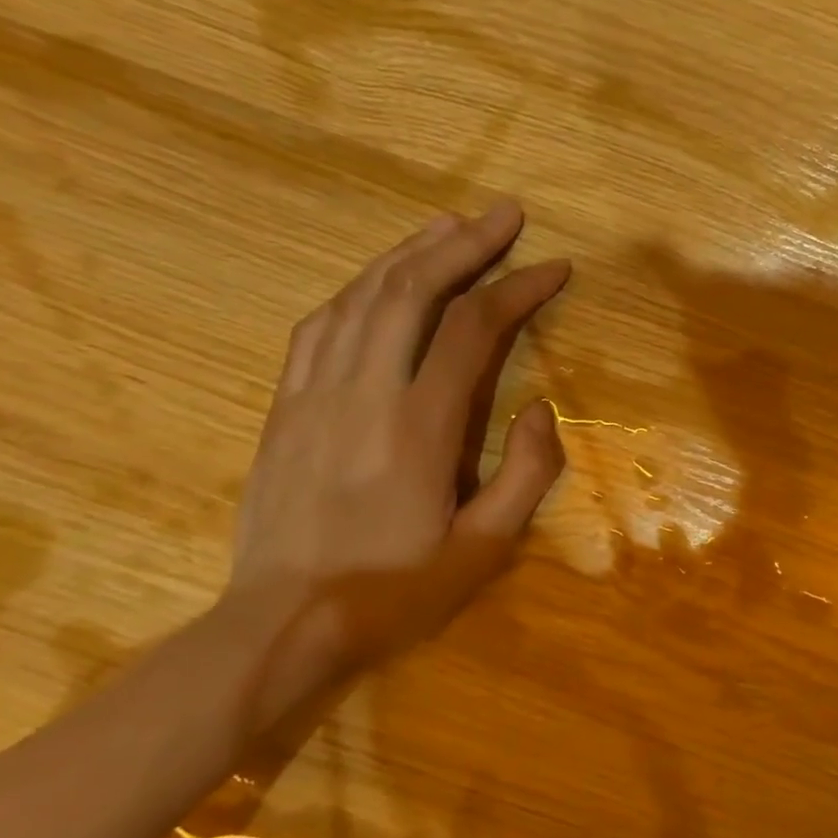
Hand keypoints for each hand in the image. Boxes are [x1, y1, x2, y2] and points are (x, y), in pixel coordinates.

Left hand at [225, 200, 569, 688]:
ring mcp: (314, 392)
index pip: (473, 329)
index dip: (517, 288)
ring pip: (363, 296)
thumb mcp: (486, 548)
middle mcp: (364, 392)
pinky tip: (381, 277)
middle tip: (505, 214)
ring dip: (411, 252)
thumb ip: (527, 473)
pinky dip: (359, 288)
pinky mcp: (284, 403)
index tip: (554, 266)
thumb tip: (538, 407)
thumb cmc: (396, 588)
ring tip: (451, 226)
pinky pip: (320, 324)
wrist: (282, 622)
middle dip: (465, 243)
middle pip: (412, 290)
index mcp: (420, 426)